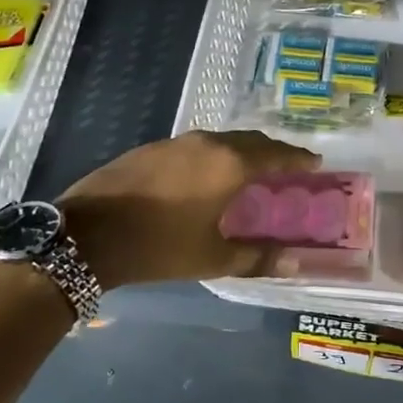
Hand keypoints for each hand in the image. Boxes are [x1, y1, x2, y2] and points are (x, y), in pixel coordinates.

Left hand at [57, 130, 319, 285]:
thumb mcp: (213, 258)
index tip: (315, 162)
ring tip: (251, 171)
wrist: (87, 234)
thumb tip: (297, 263)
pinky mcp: (152, 148)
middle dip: (273, 152)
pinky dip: (215, 155)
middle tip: (287, 168)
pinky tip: (208, 175)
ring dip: (242, 151)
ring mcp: (176, 142)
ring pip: (222, 140)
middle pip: (251, 140)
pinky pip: (197, 146)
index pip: (276, 155)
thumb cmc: (159, 246)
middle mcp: (208, 143)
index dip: (298, 159)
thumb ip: (258, 257)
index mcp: (230, 164)